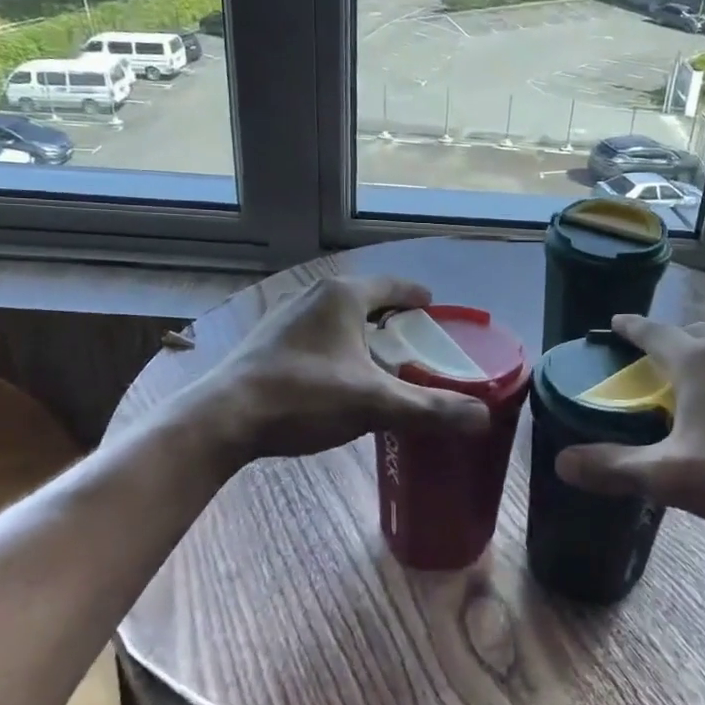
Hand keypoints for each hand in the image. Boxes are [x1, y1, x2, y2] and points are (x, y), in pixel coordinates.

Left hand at [171, 275, 489, 470]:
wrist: (222, 418)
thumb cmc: (302, 397)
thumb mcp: (373, 404)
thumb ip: (429, 409)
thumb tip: (482, 418)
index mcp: (342, 296)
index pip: (394, 286)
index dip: (418, 298)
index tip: (436, 312)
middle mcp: (313, 296)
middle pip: (366, 300)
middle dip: (392, 318)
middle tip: (416, 343)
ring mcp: (285, 316)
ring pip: (338, 318)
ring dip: (362, 334)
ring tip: (381, 361)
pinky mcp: (267, 341)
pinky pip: (316, 334)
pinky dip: (337, 346)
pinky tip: (338, 376)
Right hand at [554, 314, 704, 556]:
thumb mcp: (670, 477)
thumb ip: (614, 468)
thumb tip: (562, 463)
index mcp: (699, 362)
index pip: (654, 332)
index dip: (630, 327)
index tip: (614, 322)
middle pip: (693, 334)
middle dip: (667, 341)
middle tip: (649, 362)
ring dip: (702, 359)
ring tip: (688, 386)